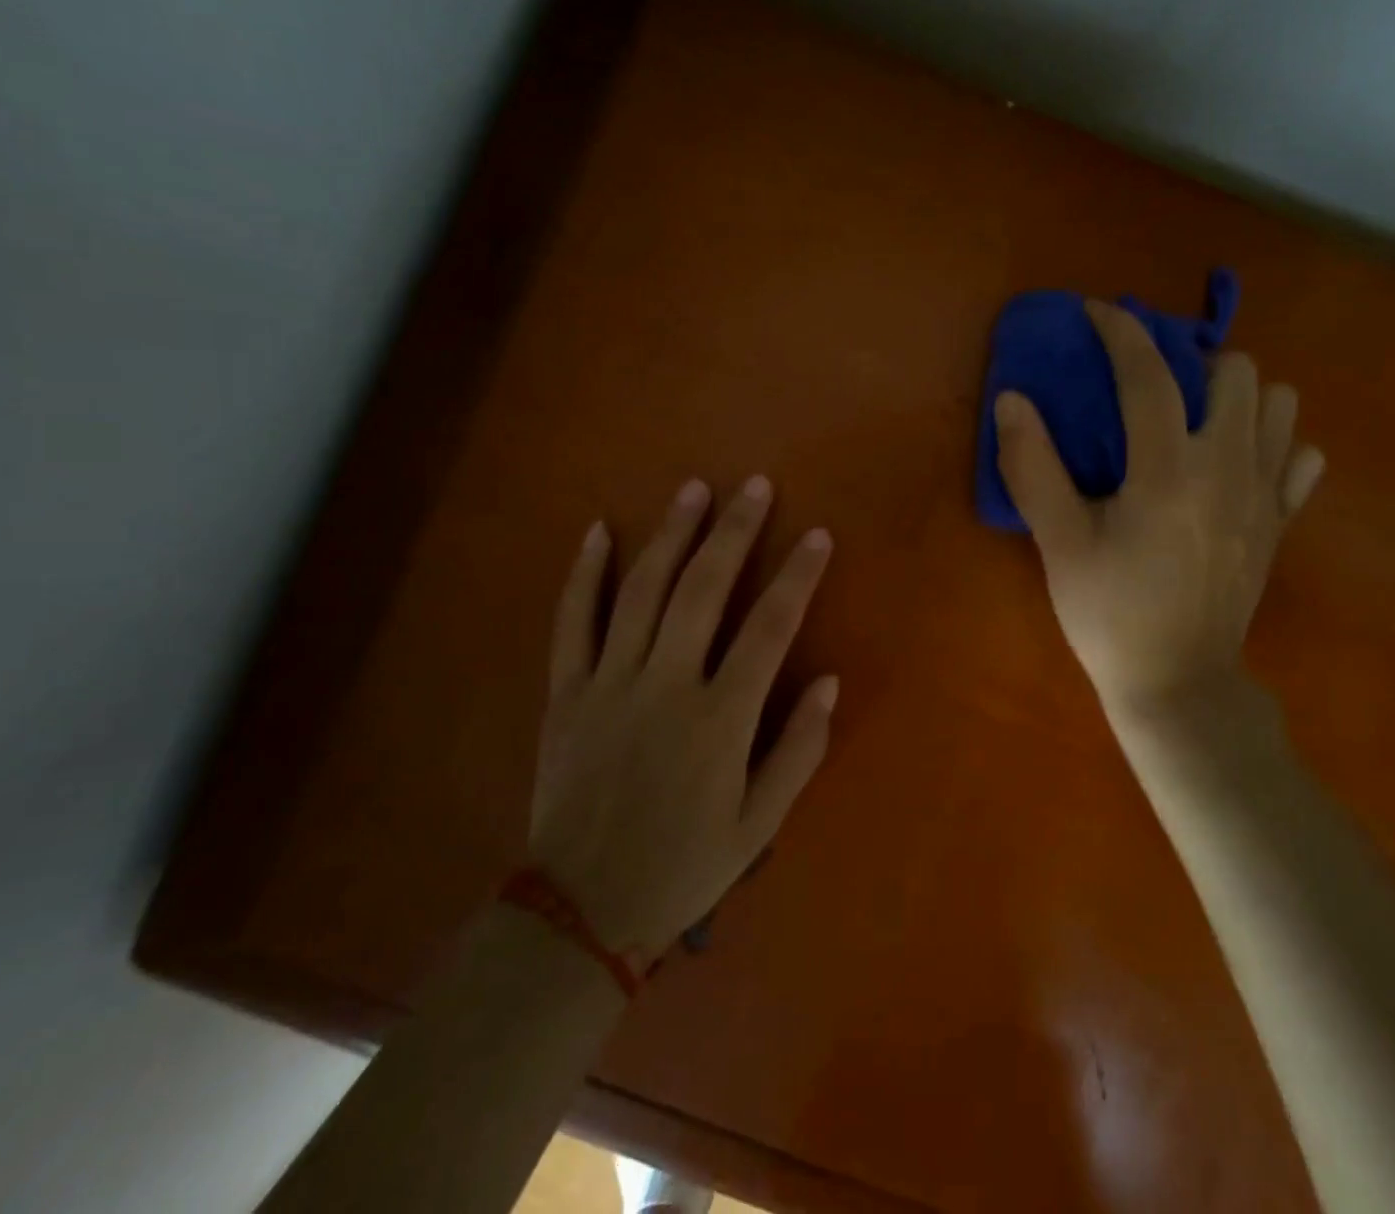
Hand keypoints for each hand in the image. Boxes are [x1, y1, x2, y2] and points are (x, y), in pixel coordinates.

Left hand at [530, 477, 836, 965]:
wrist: (581, 910)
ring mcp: (609, 683)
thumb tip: (829, 680)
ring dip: (671, 535)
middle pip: (703, 590)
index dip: (797, 576)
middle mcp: (665, 686)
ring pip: (641, 591)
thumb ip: (799, 749)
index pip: (769, 628)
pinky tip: (599, 531)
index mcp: (719, 719)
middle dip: (734, 532)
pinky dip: (584, 574)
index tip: (817, 535)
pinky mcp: (566, 692)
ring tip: (693, 490)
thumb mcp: (760, 823)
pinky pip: (572, 622)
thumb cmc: (684, 865)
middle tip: (753, 485)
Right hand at [994, 299, 1322, 728]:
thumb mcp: (1058, 544)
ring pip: (1279, 404)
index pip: (1149, 376)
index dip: (1121, 331)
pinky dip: (1274, 444)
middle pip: (1235, 371)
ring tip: (1197, 420)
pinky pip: (1300, 458)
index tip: (1097, 312)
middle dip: (1191, 362)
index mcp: (1168, 471)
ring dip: (1238, 396)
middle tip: (1153, 388)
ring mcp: (1264, 496)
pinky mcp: (1280, 524)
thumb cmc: (1110, 615)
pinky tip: (1237, 462)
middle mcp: (1228, 469)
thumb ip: (1033, 467)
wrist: (1177, 685)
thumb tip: (1012, 400)